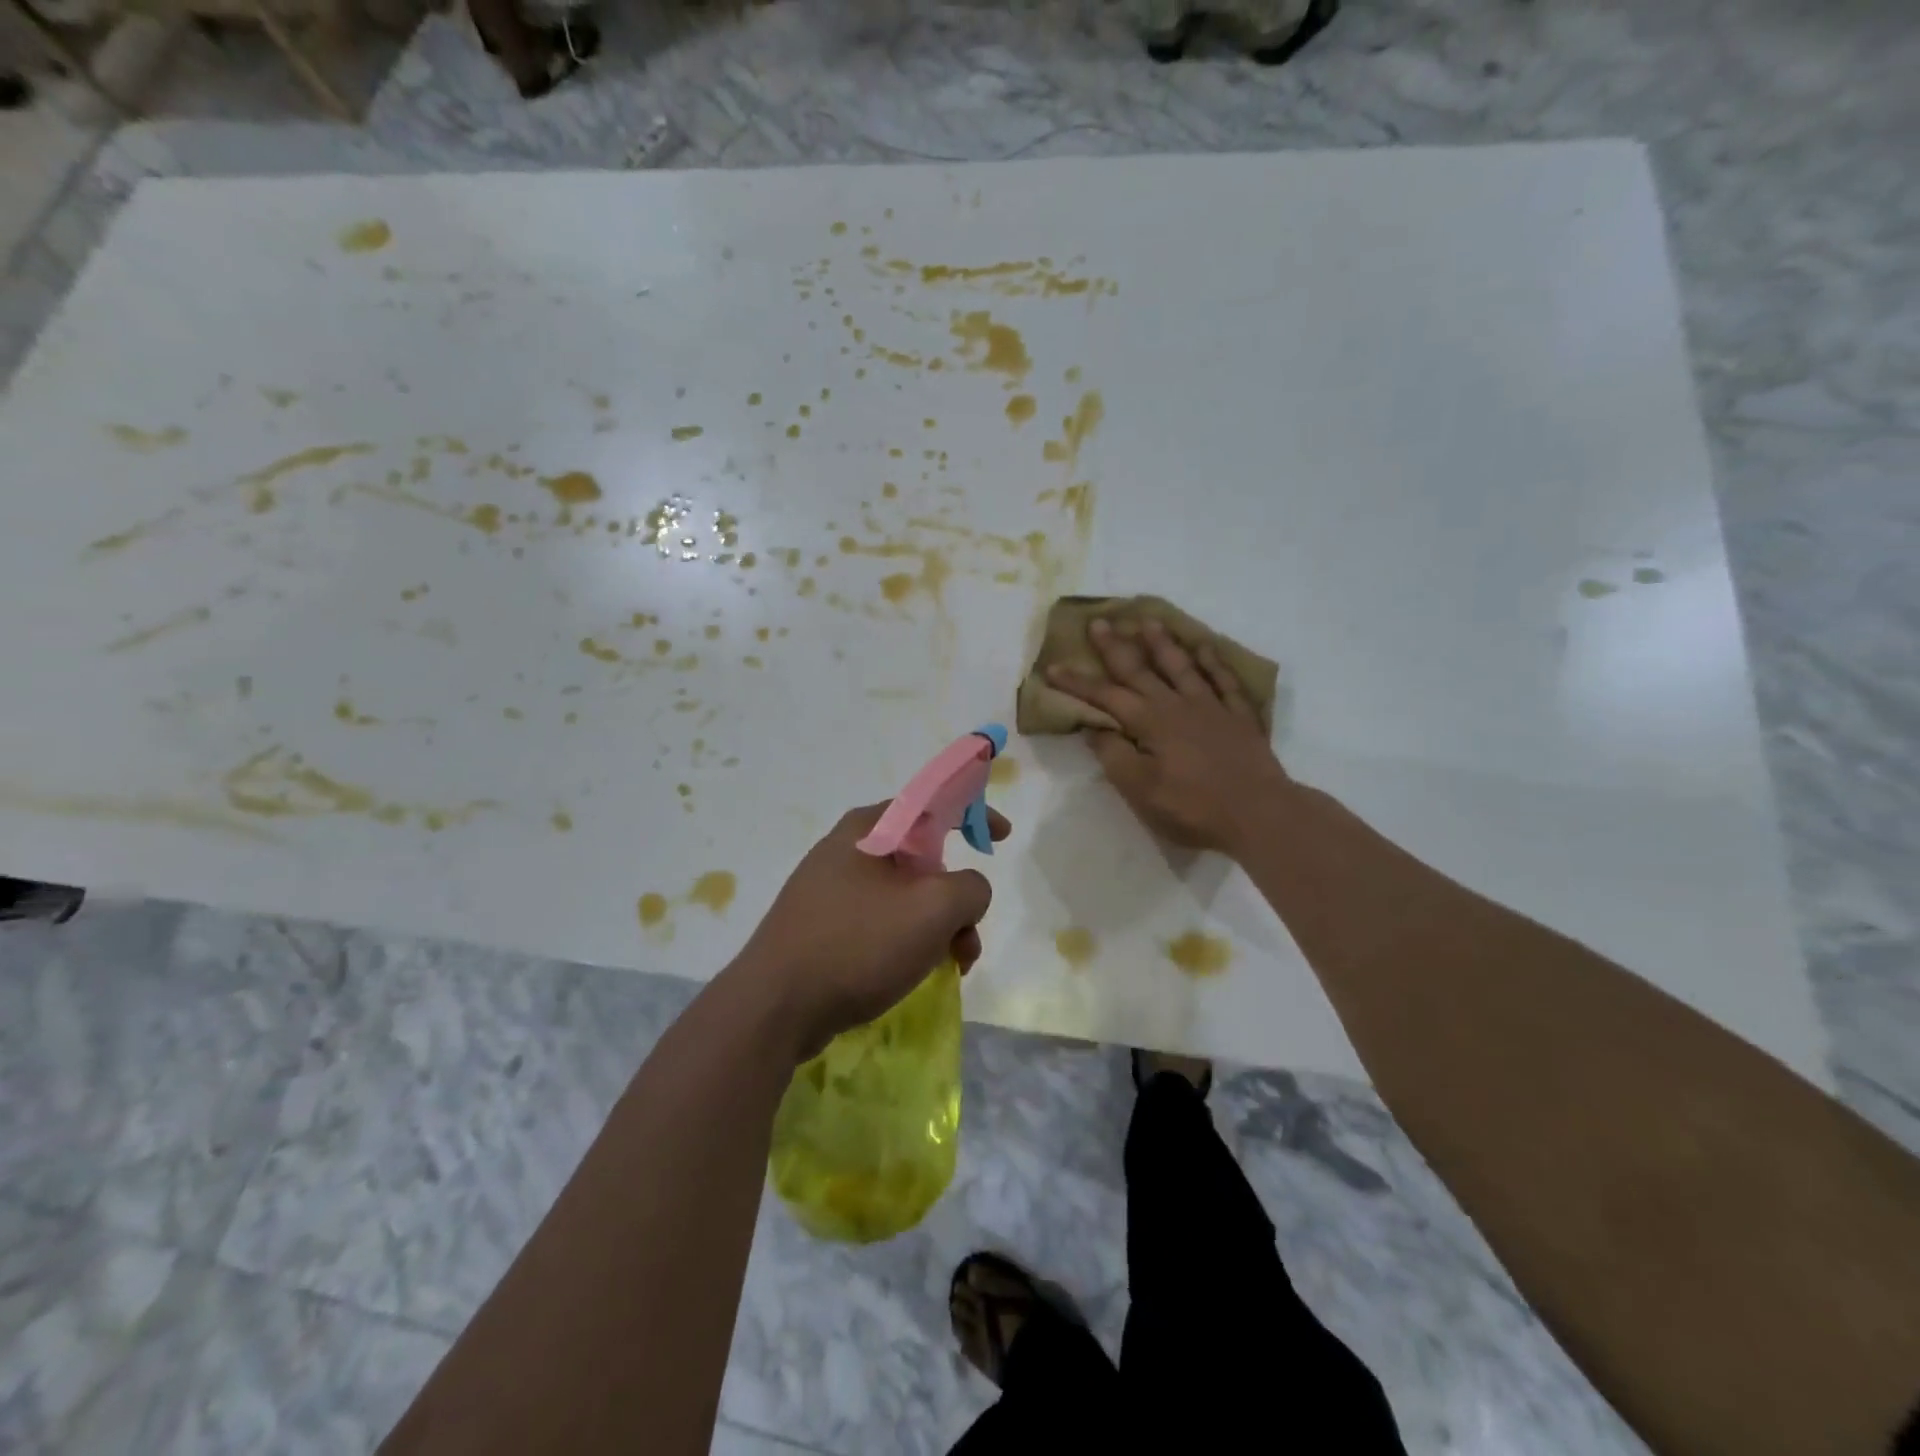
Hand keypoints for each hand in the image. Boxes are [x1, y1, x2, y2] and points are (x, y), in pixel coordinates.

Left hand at [733, 802, 1010, 1060]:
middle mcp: (846, 850)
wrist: (774, 1008)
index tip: (1001, 838)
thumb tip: (967, 891)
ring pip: (903, 897)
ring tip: (951, 967)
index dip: (973, 813)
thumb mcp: (934, 909)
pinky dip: (906, 942)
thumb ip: (971, 887)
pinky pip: (878, 922)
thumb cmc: (858, 944)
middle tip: (968, 936)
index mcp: (869, 828)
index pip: (932, 802)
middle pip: (922, 859)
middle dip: (955, 898)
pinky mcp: (820, 926)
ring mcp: (828, 890)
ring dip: (936, 927)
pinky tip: (912, 975)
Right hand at [1048, 617, 1290, 854]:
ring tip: (1148, 622)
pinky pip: (1224, 680)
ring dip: (1162, 644)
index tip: (1053, 667)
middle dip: (1116, 647)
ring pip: (1181, 666)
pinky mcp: (1239, 716)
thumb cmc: (1193, 808)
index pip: (1105, 697)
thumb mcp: (1140, 791)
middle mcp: (1176, 705)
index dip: (1078, 683)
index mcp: (1149, 723)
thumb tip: (1094, 728)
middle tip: (1100, 622)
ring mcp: (1211, 707)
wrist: (1259, 813)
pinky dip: (1213, 661)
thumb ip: (1114, 756)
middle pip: (1140, 670)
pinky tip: (1204, 647)